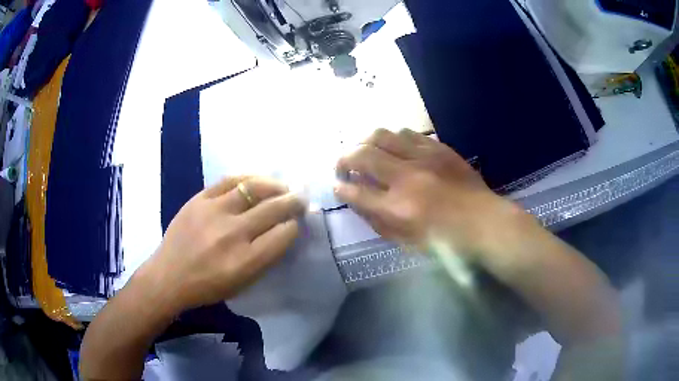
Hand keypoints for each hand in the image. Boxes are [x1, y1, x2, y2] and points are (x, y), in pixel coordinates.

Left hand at [136, 176, 304, 314]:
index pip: (284, 234)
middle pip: (274, 208)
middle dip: (293, 202)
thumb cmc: (207, 287)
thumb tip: (283, 231)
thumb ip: (265, 258)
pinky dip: (247, 178)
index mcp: (246, 261)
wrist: (168, 276)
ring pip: (253, 187)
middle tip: (301, 198)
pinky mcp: (199, 199)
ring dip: (275, 185)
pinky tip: (257, 180)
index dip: (294, 226)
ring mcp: (214, 212)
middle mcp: (233, 233)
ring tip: (283, 186)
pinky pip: (229, 180)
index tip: (295, 224)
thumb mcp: (242, 283)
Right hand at [335, 128, 524, 256]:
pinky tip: (395, 149)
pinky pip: (408, 133)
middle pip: (362, 155)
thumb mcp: (407, 243)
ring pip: (383, 135)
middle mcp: (407, 178)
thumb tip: (358, 201)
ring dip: (367, 143)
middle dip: (344, 158)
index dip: (341, 188)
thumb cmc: (446, 241)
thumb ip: (378, 222)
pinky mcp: (439, 148)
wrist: (484, 223)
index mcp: (398, 208)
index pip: (356, 192)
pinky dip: (394, 139)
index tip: (338, 186)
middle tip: (344, 166)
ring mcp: (424, 158)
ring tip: (368, 153)